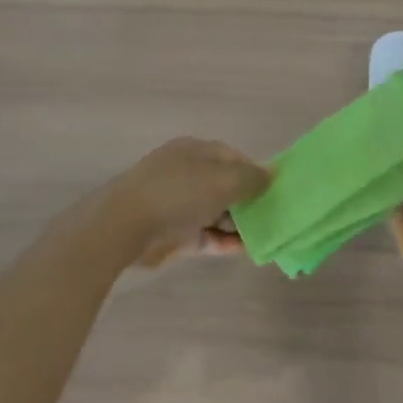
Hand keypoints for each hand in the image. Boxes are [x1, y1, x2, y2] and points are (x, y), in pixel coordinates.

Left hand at [108, 138, 269, 268]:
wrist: (126, 227)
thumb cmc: (179, 192)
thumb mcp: (224, 179)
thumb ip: (252, 177)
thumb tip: (272, 174)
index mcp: (195, 151)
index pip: (233, 157)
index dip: (255, 172)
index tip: (276, 190)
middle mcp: (187, 175)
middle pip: (226, 186)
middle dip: (250, 201)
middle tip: (275, 216)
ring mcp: (179, 206)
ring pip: (218, 212)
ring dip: (240, 224)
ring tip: (267, 236)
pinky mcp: (175, 234)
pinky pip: (207, 236)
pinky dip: (225, 242)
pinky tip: (247, 250)